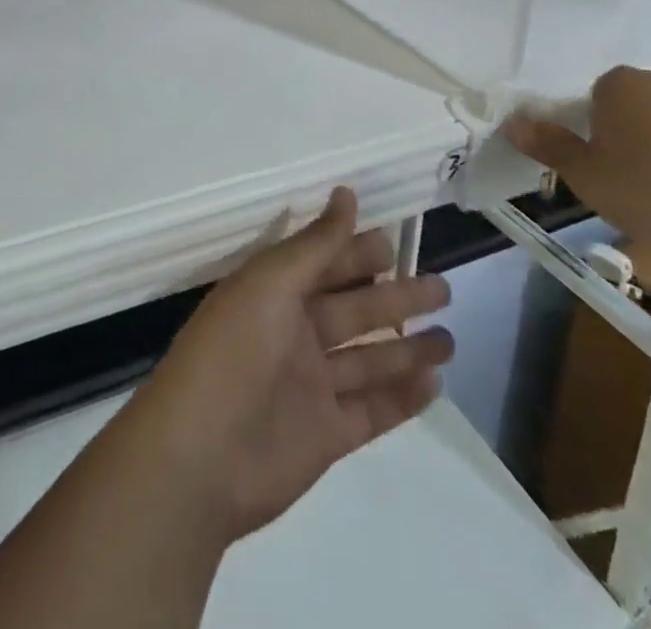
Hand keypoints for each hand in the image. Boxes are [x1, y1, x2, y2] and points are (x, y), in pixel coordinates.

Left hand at [111, 188, 452, 543]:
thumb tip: (346, 193)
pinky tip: (434, 383)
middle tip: (441, 286)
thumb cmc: (232, 352)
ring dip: (407, 347)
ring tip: (450, 336)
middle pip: (354, 310)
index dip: (357, 252)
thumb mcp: (270, 284)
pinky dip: (402, 398)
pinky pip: (372, 409)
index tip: (396, 240)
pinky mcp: (327, 435)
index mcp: (274, 294)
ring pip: (369, 360)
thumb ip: (315, 245)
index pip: (325, 264)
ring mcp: (312, 386)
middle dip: (395, 296)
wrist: (200, 456)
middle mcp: (294, 335)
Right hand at [507, 66, 650, 281]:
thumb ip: (549, 145)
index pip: (598, 95)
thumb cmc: (647, 193)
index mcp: (622, 83)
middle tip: (631, 177)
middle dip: (635, 131)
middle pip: (641, 103)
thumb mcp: (584, 175)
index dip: (597, 128)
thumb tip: (512, 123)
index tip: (601, 162)